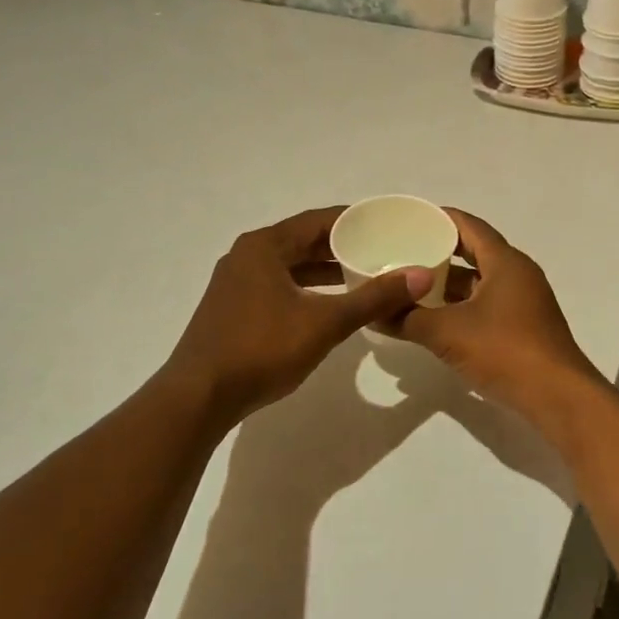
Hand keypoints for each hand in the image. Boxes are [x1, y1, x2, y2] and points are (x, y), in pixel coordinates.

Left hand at [163, 207, 432, 421]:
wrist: (198, 398)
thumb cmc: (261, 349)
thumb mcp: (325, 323)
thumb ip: (373, 298)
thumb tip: (420, 276)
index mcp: (265, 246)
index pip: (318, 220)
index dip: (355, 220)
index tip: (387, 224)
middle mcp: (247, 255)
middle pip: (303, 240)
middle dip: (342, 245)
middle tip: (382, 249)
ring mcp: (236, 282)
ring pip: (290, 265)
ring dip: (324, 269)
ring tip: (363, 275)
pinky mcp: (233, 308)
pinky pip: (279, 284)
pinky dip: (306, 288)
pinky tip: (328, 304)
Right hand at [395, 210, 603, 422]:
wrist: (557, 398)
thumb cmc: (505, 351)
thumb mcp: (448, 333)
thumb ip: (408, 319)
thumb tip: (373, 314)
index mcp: (505, 262)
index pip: (469, 226)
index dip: (440, 218)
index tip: (409, 218)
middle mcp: (518, 275)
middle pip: (474, 253)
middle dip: (438, 253)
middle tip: (401, 253)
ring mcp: (523, 302)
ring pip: (479, 283)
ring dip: (448, 285)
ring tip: (410, 287)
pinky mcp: (523, 328)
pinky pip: (485, 305)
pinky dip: (460, 307)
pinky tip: (434, 319)